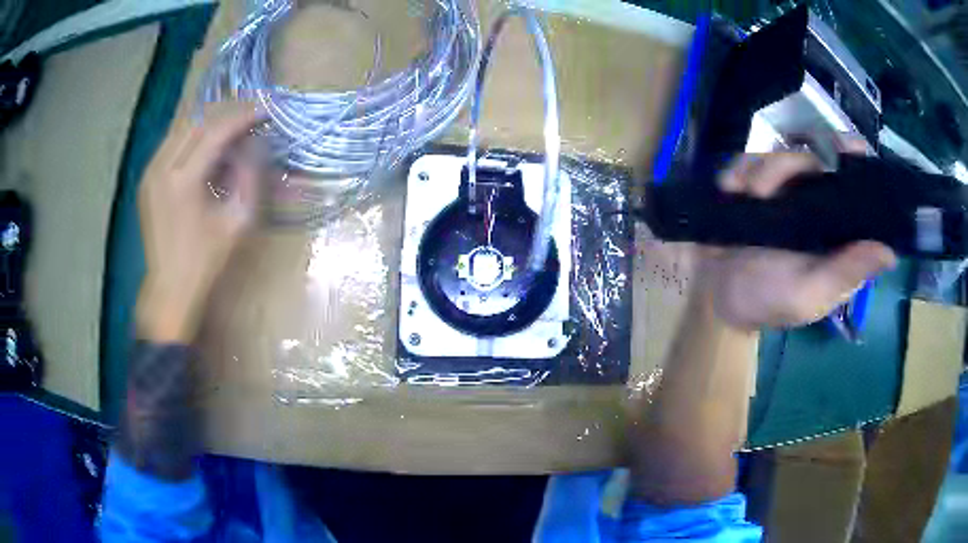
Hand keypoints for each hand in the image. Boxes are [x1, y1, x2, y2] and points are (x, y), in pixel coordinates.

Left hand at [137, 103, 264, 342]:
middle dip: (227, 112)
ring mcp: (150, 172)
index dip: (244, 116)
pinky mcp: (146, 178)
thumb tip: (254, 144)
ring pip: (182, 127)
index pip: (216, 131)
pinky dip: (193, 135)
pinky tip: (207, 142)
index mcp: (182, 182)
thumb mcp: (238, 221)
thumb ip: (249, 176)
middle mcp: (161, 169)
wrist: (169, 288)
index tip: (267, 109)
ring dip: (209, 121)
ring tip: (232, 123)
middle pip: (197, 121)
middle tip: (252, 112)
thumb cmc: (206, 261)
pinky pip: (172, 142)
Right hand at [700, 151, 896, 329]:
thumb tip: (889, 252)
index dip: (855, 161)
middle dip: (792, 167)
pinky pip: (746, 160)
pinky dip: (737, 176)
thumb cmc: (766, 299)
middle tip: (768, 191)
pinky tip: (732, 195)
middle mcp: (812, 203)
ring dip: (760, 177)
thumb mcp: (810, 294)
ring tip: (748, 202)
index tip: (849, 147)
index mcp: (834, 229)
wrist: (712, 295)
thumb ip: (846, 273)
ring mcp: (780, 190)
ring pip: (777, 155)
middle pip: (813, 158)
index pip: (853, 186)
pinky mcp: (749, 183)